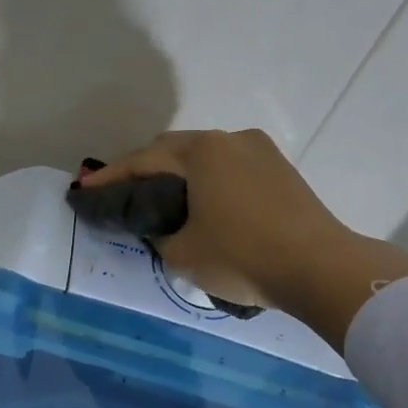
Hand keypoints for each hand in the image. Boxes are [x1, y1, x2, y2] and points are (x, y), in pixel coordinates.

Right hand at [79, 129, 347, 308]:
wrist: (322, 268)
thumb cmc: (242, 256)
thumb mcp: (182, 253)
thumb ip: (158, 234)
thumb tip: (160, 226)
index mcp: (201, 151)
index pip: (142, 161)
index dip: (110, 178)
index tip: (85, 189)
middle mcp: (230, 139)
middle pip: (173, 150)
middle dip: (145, 169)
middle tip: (123, 193)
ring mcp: (260, 151)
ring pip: (206, 157)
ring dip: (179, 174)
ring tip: (162, 199)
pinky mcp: (282, 170)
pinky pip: (231, 168)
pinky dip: (208, 180)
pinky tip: (203, 203)